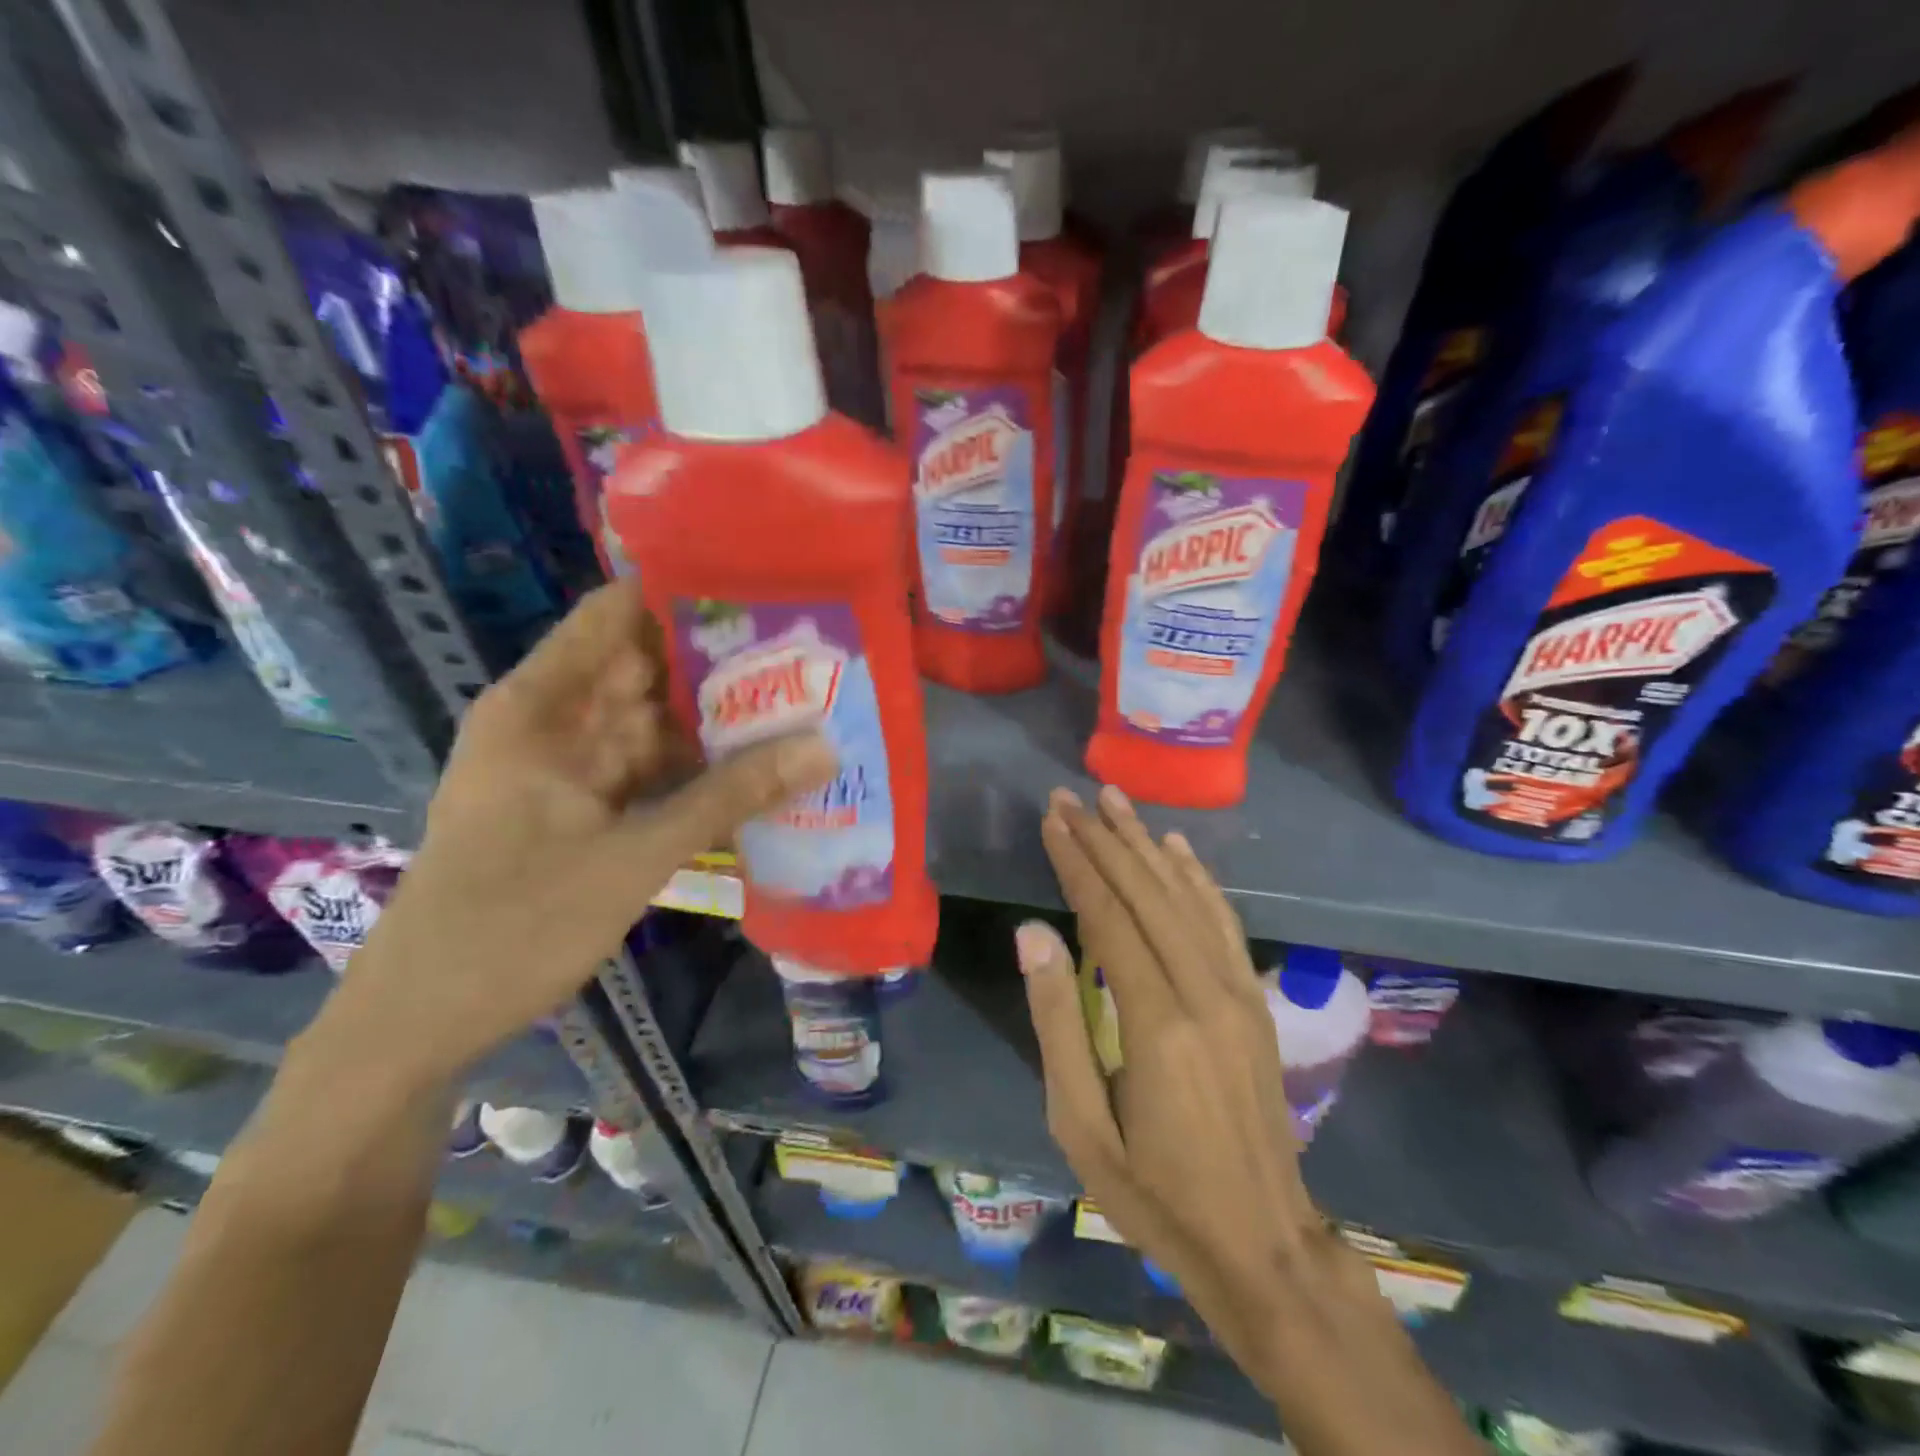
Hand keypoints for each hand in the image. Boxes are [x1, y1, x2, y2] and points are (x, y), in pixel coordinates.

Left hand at [321, 580, 835, 1085]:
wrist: (423, 1021)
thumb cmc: (514, 924)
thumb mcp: (634, 855)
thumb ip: (730, 796)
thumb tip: (823, 747)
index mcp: (542, 705)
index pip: (617, 614)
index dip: (686, 592)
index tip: (765, 584)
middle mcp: (554, 722)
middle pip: (646, 667)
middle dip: (722, 658)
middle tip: (808, 646)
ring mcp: (569, 767)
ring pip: (655, 722)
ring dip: (717, 716)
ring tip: (801, 695)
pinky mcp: (583, 807)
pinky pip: (650, 769)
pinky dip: (696, 767)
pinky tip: (757, 763)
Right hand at [1017, 786, 1400, 1397]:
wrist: (1262, 1243)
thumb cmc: (1154, 1192)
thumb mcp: (1081, 1125)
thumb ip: (1057, 1022)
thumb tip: (1034, 934)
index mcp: (1157, 1023)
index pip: (1109, 917)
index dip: (1077, 863)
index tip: (1052, 819)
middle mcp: (1204, 992)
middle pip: (1147, 894)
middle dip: (1105, 839)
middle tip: (1071, 796)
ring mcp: (1238, 993)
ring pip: (1186, 897)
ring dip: (1147, 844)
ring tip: (1115, 801)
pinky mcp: (1255, 1001)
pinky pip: (1223, 923)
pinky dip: (1197, 878)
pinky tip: (1177, 848)